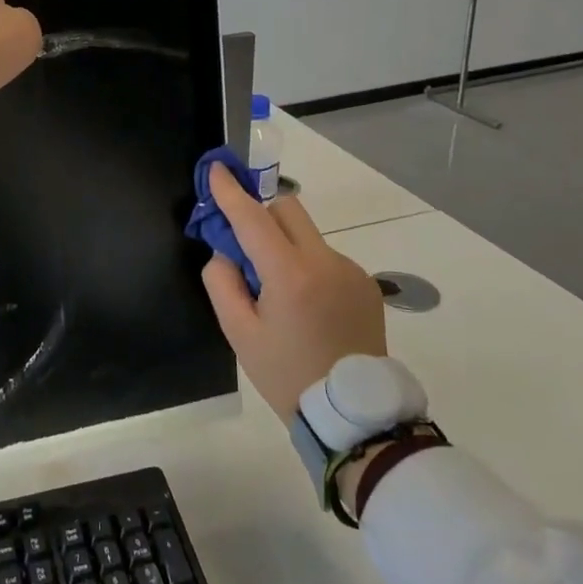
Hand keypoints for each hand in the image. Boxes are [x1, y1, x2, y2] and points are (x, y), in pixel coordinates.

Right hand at [200, 163, 386, 416]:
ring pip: (307, 235)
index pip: (253, 219)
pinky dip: (307, 265)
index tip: (217, 169)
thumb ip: (222, 282)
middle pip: (287, 210)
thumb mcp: (239, 334)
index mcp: (290, 275)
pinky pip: (325, 257)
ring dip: (285, 245)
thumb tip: (225, 252)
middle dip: (261, 214)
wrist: (353, 414)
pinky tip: (308, 305)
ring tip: (281, 294)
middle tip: (245, 246)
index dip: (231, 192)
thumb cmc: (287, 375)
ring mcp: (350, 270)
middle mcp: (325, 261)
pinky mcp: (365, 283)